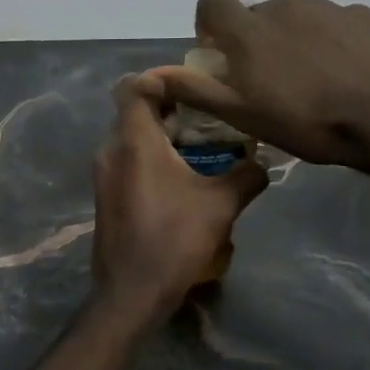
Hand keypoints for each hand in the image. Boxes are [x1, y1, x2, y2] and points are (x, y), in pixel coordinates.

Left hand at [90, 74, 268, 322]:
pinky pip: (128, 159)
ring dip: (163, 134)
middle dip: (171, 107)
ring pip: (131, 136)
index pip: (134, 86)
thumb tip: (265, 162)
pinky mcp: (106, 194)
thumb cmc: (174, 239)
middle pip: (134, 110)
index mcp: (133, 140)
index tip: (195, 85)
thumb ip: (247, 175)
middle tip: (208, 113)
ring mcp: (104, 173)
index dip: (162, 78)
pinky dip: (152, 156)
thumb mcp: (221, 204)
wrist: (131, 291)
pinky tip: (184, 175)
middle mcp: (111, 149)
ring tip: (202, 144)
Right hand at [149, 0, 369, 169]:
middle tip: (267, 80)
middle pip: (256, 12)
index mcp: (248, 29)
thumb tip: (151, 75)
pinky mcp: (362, 15)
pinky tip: (342, 74)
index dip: (209, 20)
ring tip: (310, 81)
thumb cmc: (304, 121)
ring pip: (295, 17)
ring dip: (291, 40)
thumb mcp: (240, 115)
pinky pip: (332, 23)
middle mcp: (283, 6)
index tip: (219, 51)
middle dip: (254, 39)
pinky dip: (328, 41)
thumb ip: (194, 89)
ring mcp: (326, 7)